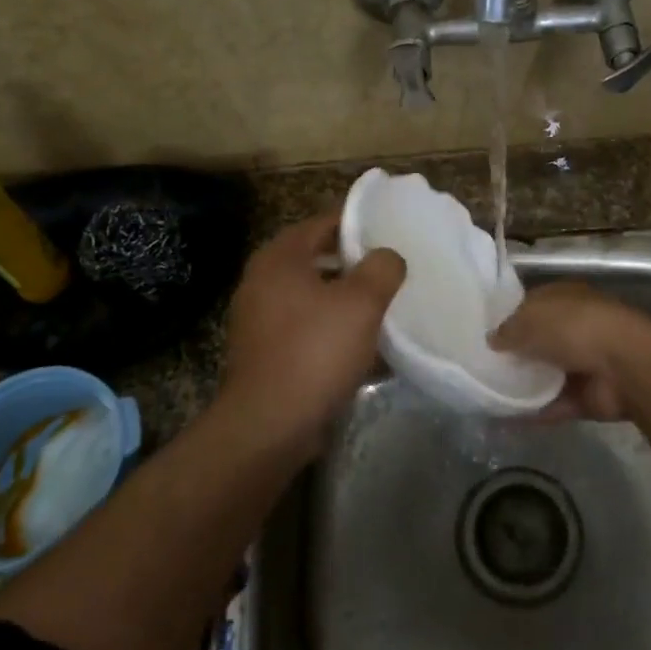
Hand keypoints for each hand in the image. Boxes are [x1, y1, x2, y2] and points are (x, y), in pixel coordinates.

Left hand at [221, 212, 405, 451]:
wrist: (269, 426)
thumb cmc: (315, 351)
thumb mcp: (361, 302)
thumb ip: (381, 268)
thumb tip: (388, 257)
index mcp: (279, 258)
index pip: (323, 223)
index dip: (358, 223)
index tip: (390, 231)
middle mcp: (261, 281)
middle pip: (316, 259)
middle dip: (354, 264)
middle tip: (391, 268)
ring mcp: (259, 319)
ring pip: (312, 296)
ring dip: (344, 300)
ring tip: (382, 306)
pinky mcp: (264, 353)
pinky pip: (305, 328)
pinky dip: (331, 329)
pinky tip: (361, 345)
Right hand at [490, 281, 650, 420]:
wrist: (624, 367)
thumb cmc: (575, 327)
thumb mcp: (531, 319)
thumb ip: (508, 330)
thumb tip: (491, 340)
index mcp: (565, 299)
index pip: (531, 305)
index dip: (508, 318)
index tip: (483, 334)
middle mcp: (574, 328)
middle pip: (538, 341)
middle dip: (513, 354)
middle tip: (479, 366)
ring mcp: (582, 364)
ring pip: (544, 375)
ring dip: (521, 385)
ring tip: (485, 394)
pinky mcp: (586, 397)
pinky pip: (553, 404)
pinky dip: (531, 412)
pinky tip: (502, 419)